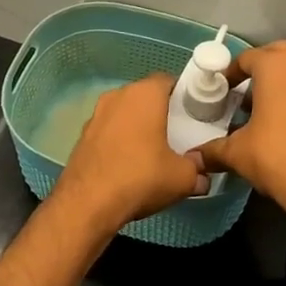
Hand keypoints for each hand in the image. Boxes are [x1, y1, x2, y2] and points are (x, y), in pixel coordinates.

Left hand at [54, 73, 206, 232]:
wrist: (87, 204)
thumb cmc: (141, 177)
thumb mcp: (182, 178)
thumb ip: (198, 170)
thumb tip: (203, 174)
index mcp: (144, 94)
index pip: (168, 81)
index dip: (183, 95)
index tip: (193, 116)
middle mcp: (118, 95)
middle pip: (146, 96)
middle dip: (161, 111)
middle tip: (176, 135)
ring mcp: (96, 114)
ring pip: (125, 113)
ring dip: (138, 126)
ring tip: (152, 152)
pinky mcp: (82, 135)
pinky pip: (109, 130)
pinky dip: (119, 141)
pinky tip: (127, 164)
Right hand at [196, 42, 285, 211]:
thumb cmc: (276, 156)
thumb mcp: (236, 152)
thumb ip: (212, 149)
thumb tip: (194, 158)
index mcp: (277, 65)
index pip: (247, 58)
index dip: (230, 73)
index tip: (220, 90)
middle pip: (275, 55)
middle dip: (257, 69)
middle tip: (241, 91)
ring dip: (278, 82)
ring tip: (259, 109)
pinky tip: (282, 124)